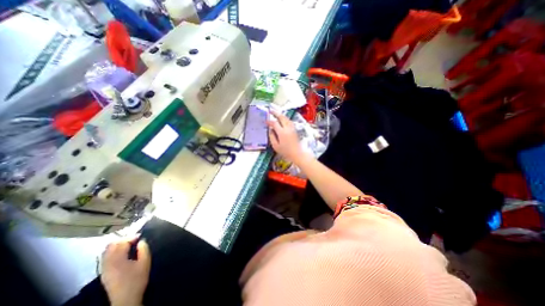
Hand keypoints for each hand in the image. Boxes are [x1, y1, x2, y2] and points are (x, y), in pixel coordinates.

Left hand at [99, 238, 148, 305]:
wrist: (126, 299)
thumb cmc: (137, 279)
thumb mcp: (145, 262)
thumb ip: (144, 249)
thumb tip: (141, 241)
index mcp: (118, 260)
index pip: (122, 243)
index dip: (131, 237)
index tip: (140, 235)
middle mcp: (108, 263)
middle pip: (111, 246)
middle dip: (123, 240)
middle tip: (134, 239)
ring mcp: (104, 269)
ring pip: (106, 252)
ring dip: (117, 245)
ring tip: (129, 244)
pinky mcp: (104, 273)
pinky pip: (106, 258)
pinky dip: (113, 252)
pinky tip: (122, 253)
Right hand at [267, 109, 304, 164]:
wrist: (297, 154)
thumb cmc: (285, 151)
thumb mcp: (276, 146)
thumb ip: (272, 137)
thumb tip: (270, 130)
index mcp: (282, 132)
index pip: (274, 123)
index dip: (269, 121)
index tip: (265, 121)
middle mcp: (287, 128)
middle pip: (282, 117)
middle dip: (276, 113)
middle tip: (270, 111)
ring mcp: (292, 128)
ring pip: (286, 118)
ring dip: (281, 115)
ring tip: (276, 114)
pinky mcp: (295, 129)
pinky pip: (289, 121)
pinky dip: (285, 118)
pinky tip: (283, 120)